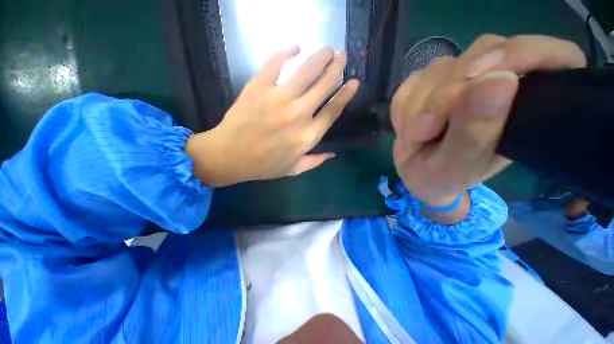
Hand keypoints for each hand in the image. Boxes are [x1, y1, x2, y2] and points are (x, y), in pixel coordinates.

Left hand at [186, 46, 358, 186]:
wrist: (230, 156)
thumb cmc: (264, 165)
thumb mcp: (294, 169)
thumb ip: (315, 161)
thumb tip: (333, 152)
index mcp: (308, 136)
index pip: (333, 110)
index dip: (346, 94)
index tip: (354, 82)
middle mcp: (299, 115)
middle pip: (324, 85)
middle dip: (336, 68)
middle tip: (342, 56)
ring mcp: (279, 99)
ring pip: (306, 70)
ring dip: (320, 57)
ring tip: (327, 49)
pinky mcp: (259, 87)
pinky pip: (276, 63)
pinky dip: (286, 52)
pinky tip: (294, 48)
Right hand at [391, 34, 585, 208]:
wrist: (416, 173)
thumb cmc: (442, 177)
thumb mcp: (458, 166)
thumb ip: (476, 132)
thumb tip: (496, 80)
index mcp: (527, 105)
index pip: (553, 55)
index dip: (522, 54)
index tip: (477, 77)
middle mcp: (499, 80)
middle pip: (480, 55)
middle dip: (441, 97)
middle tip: (424, 133)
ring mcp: (461, 76)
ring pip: (438, 69)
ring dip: (415, 107)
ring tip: (415, 138)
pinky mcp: (430, 81)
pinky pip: (411, 83)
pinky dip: (401, 108)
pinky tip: (407, 128)